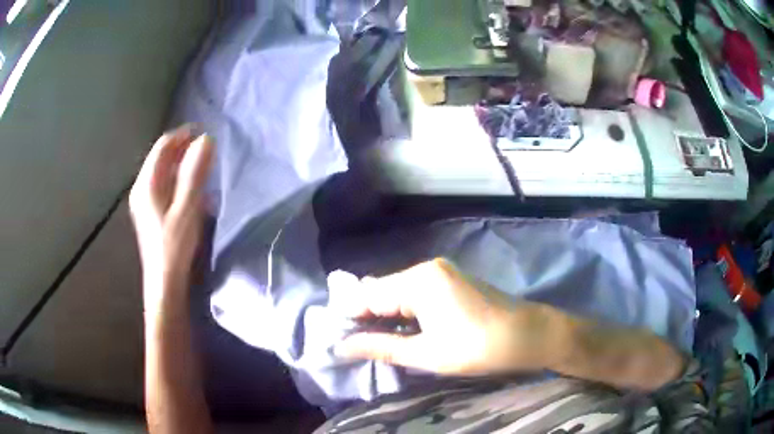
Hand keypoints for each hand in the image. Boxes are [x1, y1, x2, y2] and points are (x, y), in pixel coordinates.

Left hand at [129, 126, 213, 311]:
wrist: (164, 283)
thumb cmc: (174, 246)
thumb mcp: (187, 208)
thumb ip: (195, 173)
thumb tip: (206, 140)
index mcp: (148, 183)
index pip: (164, 146)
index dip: (183, 135)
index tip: (204, 134)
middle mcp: (142, 188)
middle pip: (161, 157)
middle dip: (183, 148)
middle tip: (206, 150)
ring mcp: (144, 201)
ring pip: (162, 171)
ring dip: (181, 163)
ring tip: (201, 166)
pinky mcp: (150, 213)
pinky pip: (163, 185)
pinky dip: (177, 179)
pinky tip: (190, 189)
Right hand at [335, 258, 553, 375]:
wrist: (530, 335)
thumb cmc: (478, 348)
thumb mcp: (426, 353)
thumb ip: (380, 346)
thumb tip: (342, 346)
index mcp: (417, 281)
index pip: (366, 295)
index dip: (350, 318)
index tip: (340, 341)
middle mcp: (426, 268)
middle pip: (381, 291)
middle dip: (367, 318)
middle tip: (358, 347)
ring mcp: (441, 272)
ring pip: (398, 292)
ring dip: (386, 316)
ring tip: (377, 342)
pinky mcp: (451, 280)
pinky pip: (416, 292)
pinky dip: (405, 311)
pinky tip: (403, 330)